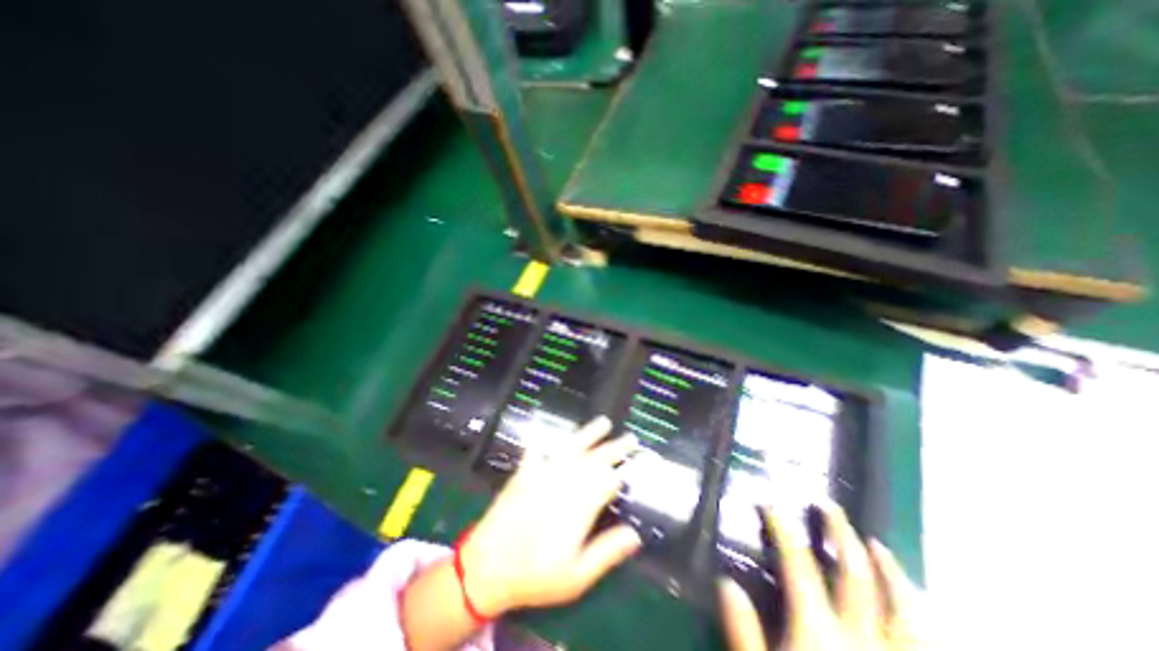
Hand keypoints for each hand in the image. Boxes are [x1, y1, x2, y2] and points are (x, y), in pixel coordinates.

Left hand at [460, 416, 642, 614]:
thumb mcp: (576, 576)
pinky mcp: (525, 471)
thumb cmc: (535, 575)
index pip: (607, 481)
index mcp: (580, 504)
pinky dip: (546, 440)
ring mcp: (543, 472)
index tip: (634, 466)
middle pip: (595, 459)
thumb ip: (606, 553)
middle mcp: (564, 481)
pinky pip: (539, 448)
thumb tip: (635, 534)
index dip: (622, 473)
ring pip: (572, 447)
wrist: (487, 566)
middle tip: (630, 438)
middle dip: (615, 447)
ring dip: (589, 434)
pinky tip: (550, 432)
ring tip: (603, 423)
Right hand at [722, 502, 924, 648]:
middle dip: (840, 533)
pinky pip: (929, 647)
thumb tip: (725, 581)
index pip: (798, 564)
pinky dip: (923, 621)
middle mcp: (864, 643)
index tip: (769, 503)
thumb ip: (742, 633)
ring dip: (891, 571)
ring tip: (877, 546)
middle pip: (856, 574)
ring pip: (907, 610)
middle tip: (828, 506)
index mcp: (820, 635)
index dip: (782, 528)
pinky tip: (916, 610)